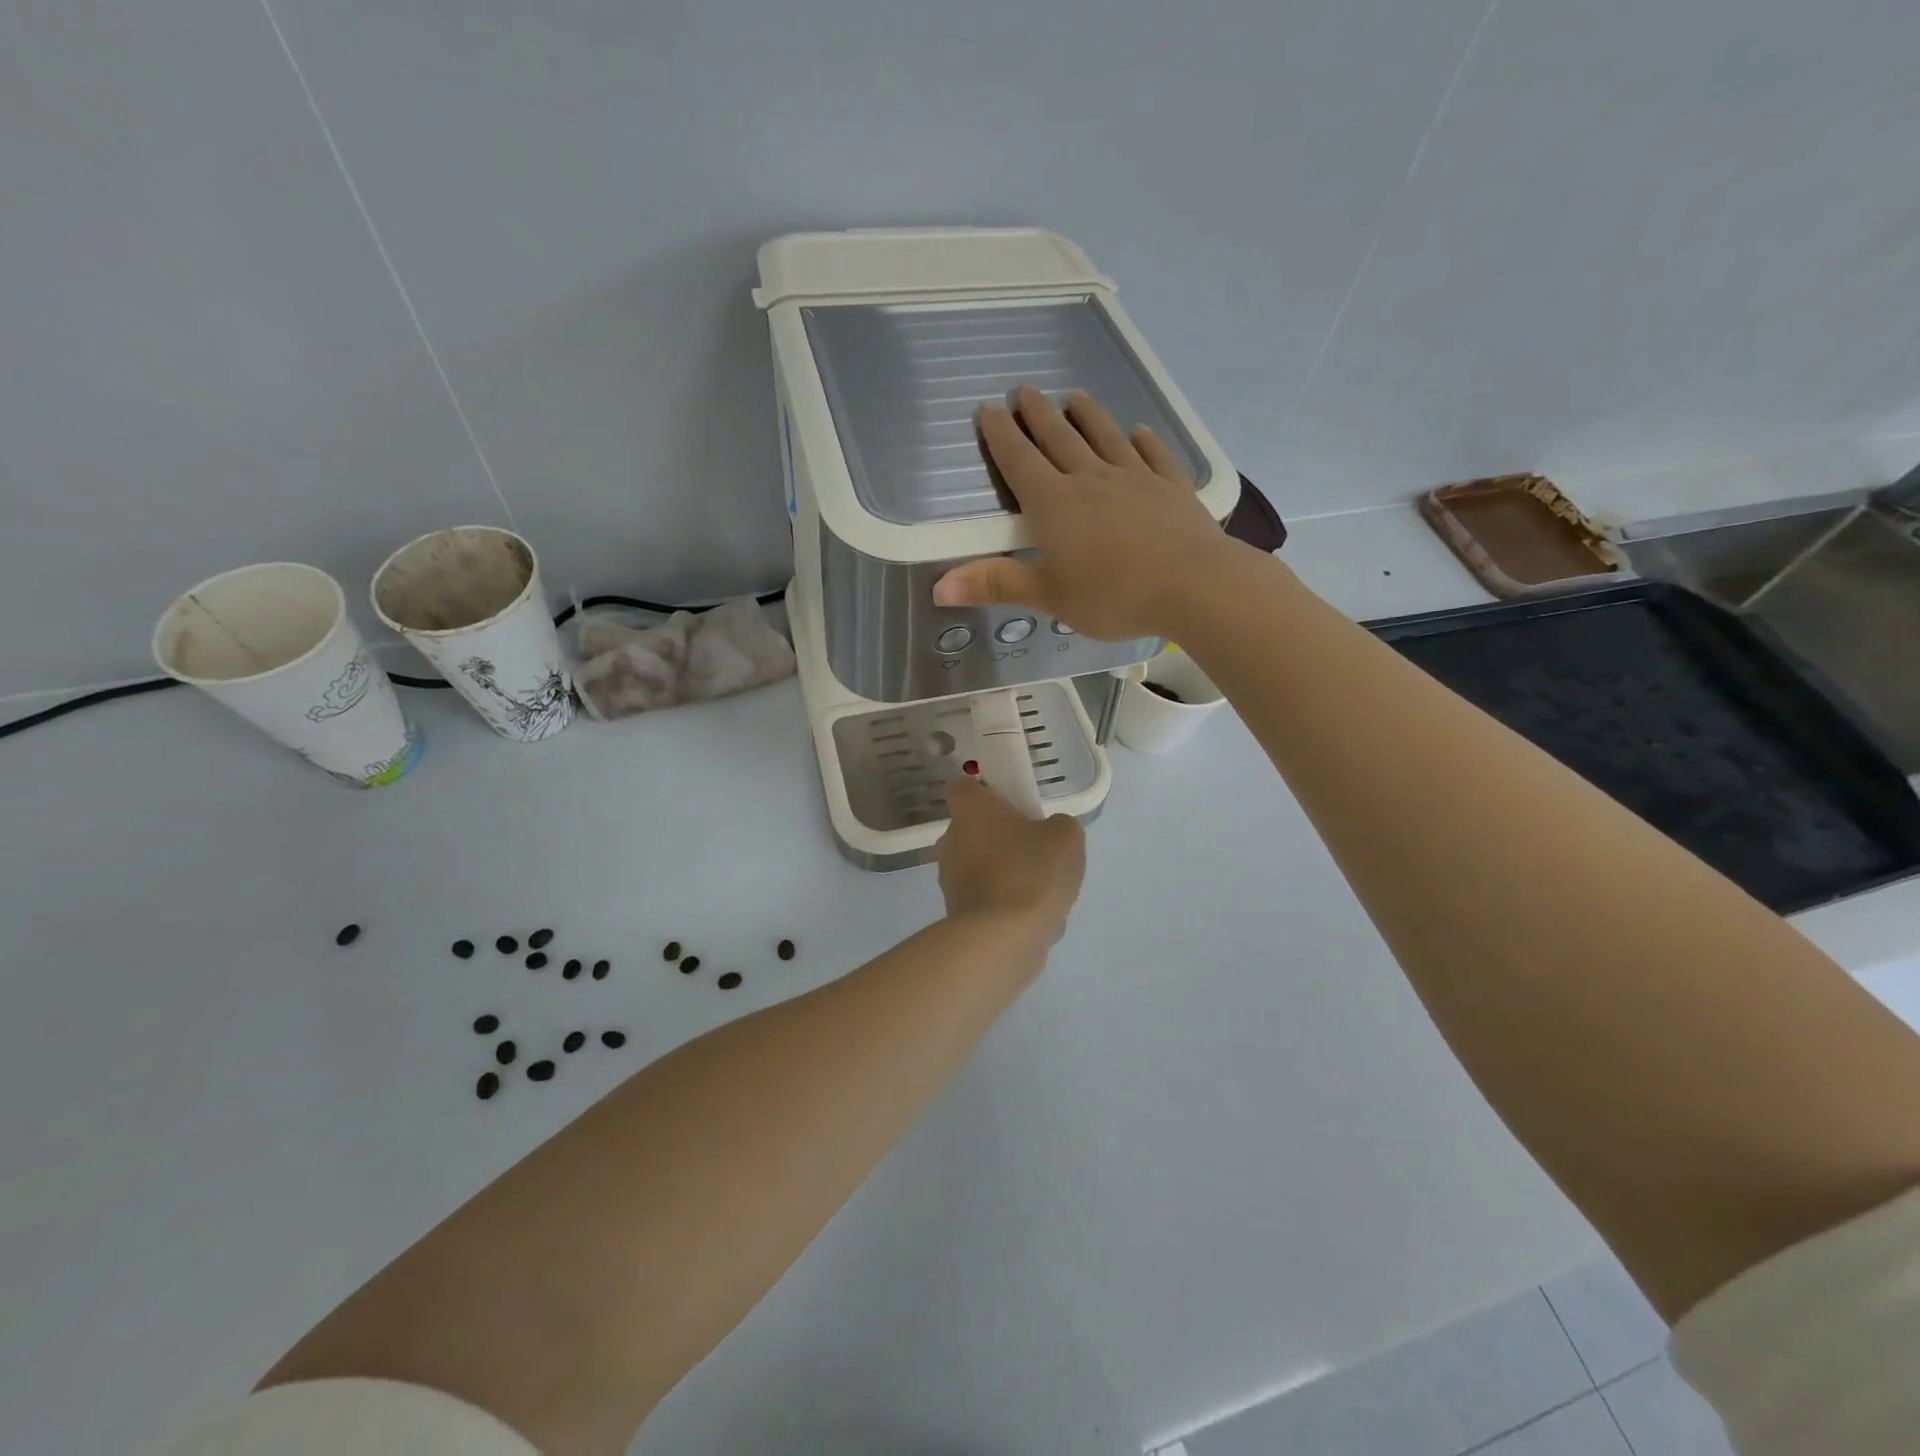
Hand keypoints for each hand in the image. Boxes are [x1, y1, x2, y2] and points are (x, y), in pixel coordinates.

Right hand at [932, 385, 1241, 639]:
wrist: (1194, 585)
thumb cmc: (1113, 595)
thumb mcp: (1048, 596)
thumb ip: (996, 585)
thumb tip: (938, 587)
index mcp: (1054, 504)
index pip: (1020, 461)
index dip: (1000, 436)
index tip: (988, 409)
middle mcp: (1091, 479)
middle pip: (1059, 438)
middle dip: (1037, 414)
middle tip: (1024, 390)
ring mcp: (1135, 478)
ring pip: (1105, 437)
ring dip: (1087, 415)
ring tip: (1074, 396)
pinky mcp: (1171, 487)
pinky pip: (1154, 455)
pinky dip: (1144, 441)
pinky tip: (1139, 431)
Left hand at [936, 775, 1086, 942]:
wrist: (1003, 937)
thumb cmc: (1031, 872)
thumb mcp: (1066, 837)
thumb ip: (1058, 826)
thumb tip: (1049, 834)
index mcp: (971, 810)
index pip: (966, 788)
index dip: (988, 792)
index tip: (1015, 805)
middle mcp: (951, 839)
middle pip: (977, 830)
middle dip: (1005, 839)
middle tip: (1039, 853)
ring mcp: (950, 878)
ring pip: (983, 866)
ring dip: (1008, 875)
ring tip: (1044, 895)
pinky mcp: (956, 912)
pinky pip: (987, 899)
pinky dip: (1006, 906)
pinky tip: (1033, 920)